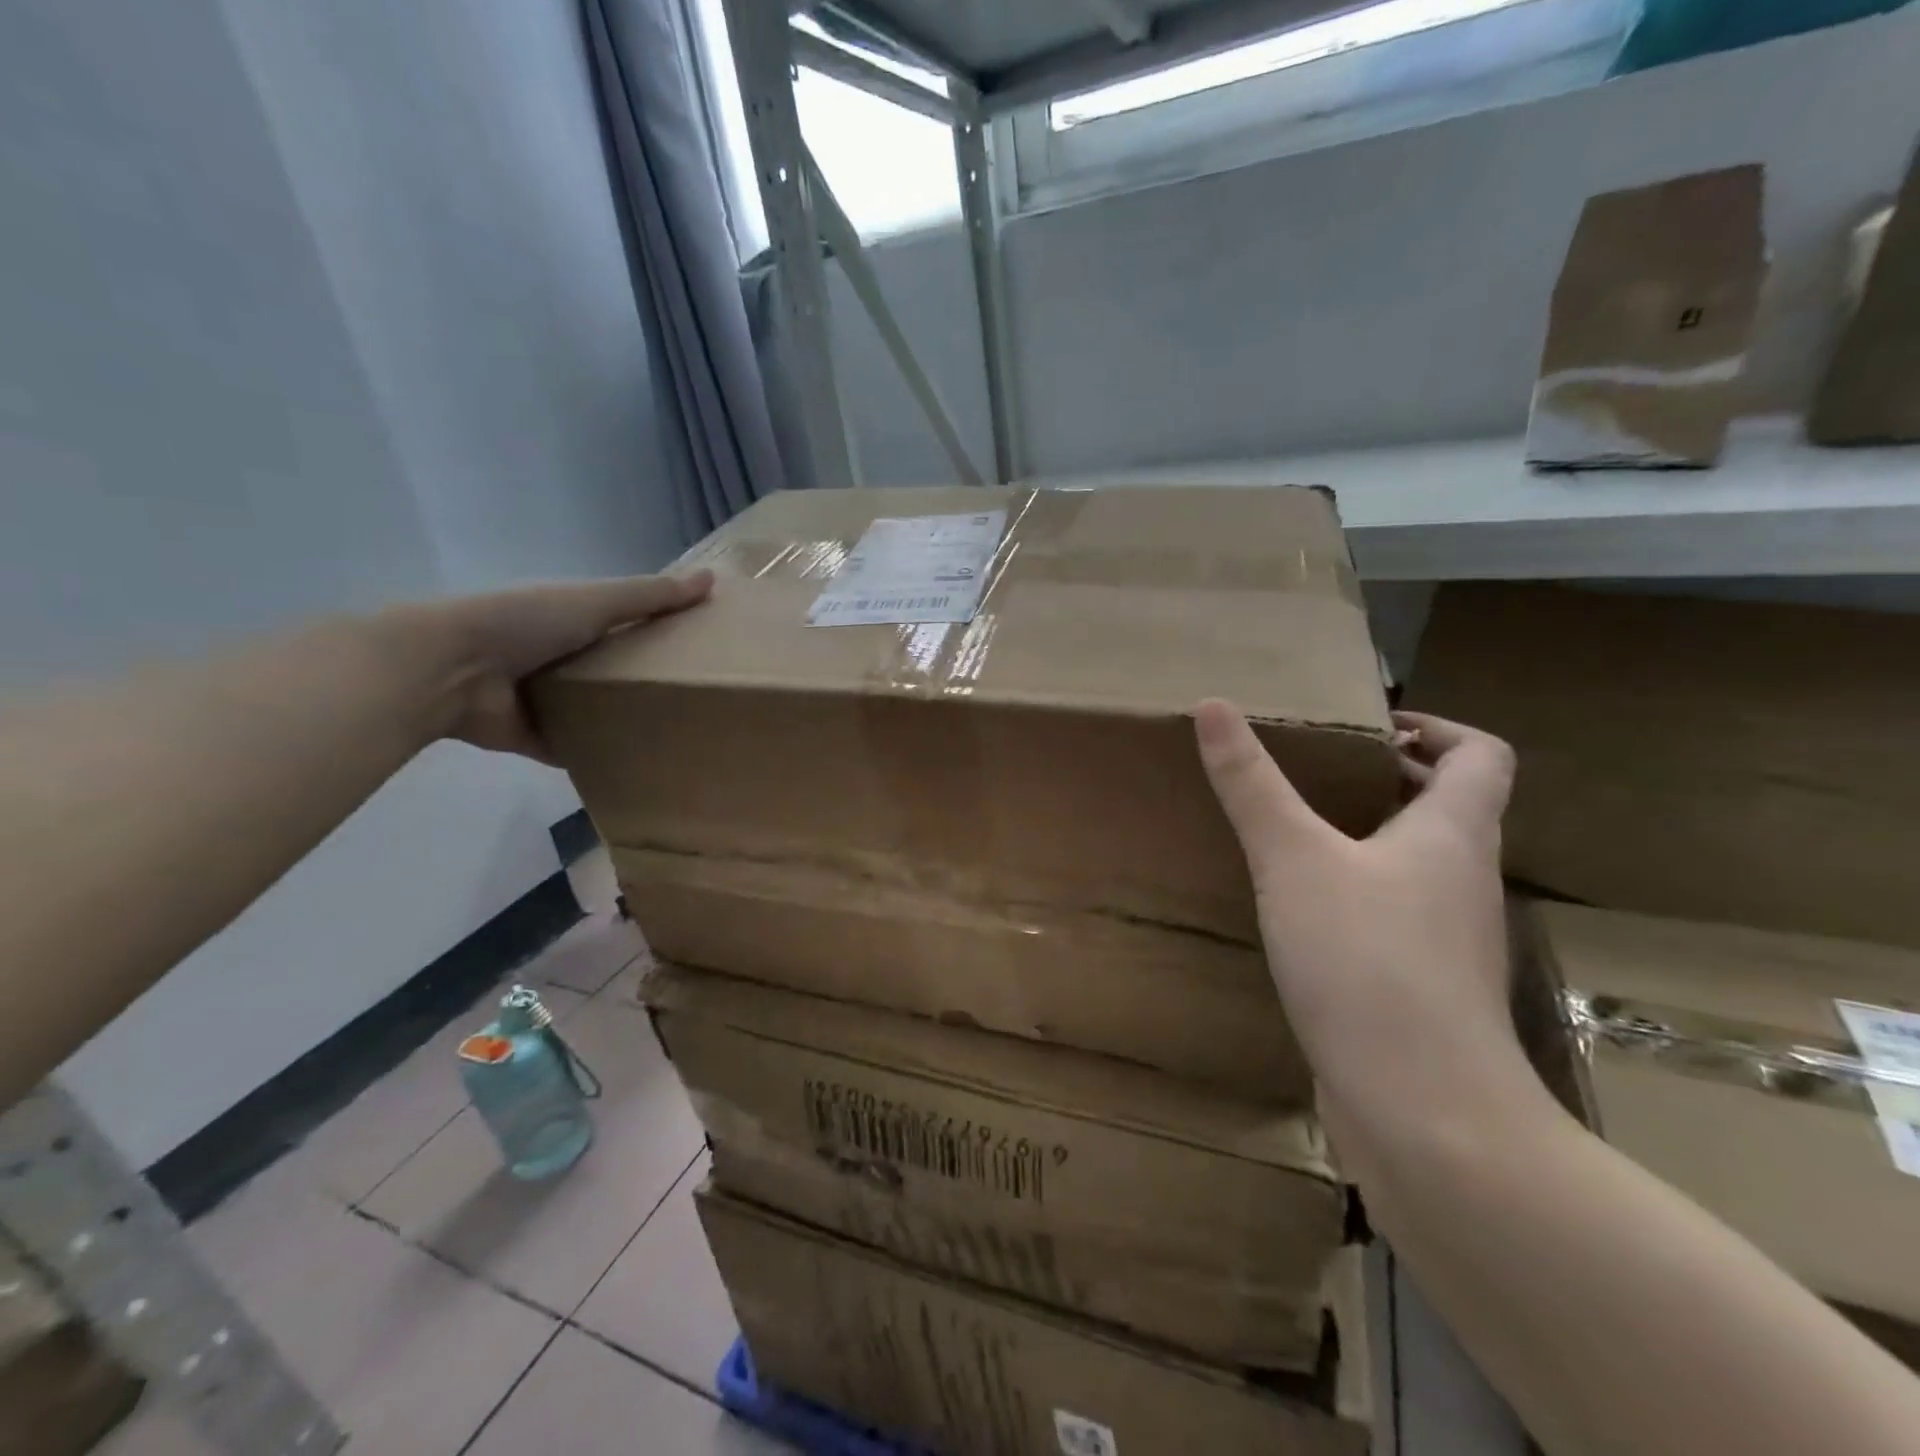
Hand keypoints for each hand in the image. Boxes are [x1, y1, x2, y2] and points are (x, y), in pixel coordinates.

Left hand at [407, 570, 712, 760]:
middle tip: (698, 697)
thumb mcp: (596, 601)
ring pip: (594, 709)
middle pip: (612, 667)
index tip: (700, 643)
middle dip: (646, 679)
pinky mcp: (534, 736)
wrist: (451, 670)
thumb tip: (712, 579)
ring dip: (623, 719)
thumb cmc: (526, 622)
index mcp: (570, 618)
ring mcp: (543, 698)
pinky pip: (574, 747)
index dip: (659, 628)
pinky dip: (597, 755)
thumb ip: (651, 596)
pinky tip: (637, 764)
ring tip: (676, 733)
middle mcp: (557, 655)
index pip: (623, 621)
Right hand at [1195, 701, 1530, 1136]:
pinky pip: (1397, 918)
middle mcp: (1464, 881)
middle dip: (1391, 780)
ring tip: (1302, 836)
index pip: (1481, 755)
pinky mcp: (1425, 989)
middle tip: (1318, 773)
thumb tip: (1213, 705)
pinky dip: (1360, 896)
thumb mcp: (1293, 858)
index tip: (1372, 727)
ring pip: (1421, 867)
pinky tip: (1304, 915)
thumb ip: (1251, 784)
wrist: (1423, 1109)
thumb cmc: (1366, 960)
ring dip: (1373, 840)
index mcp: (1453, 834)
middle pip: (1452, 809)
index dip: (1437, 728)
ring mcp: (1449, 941)